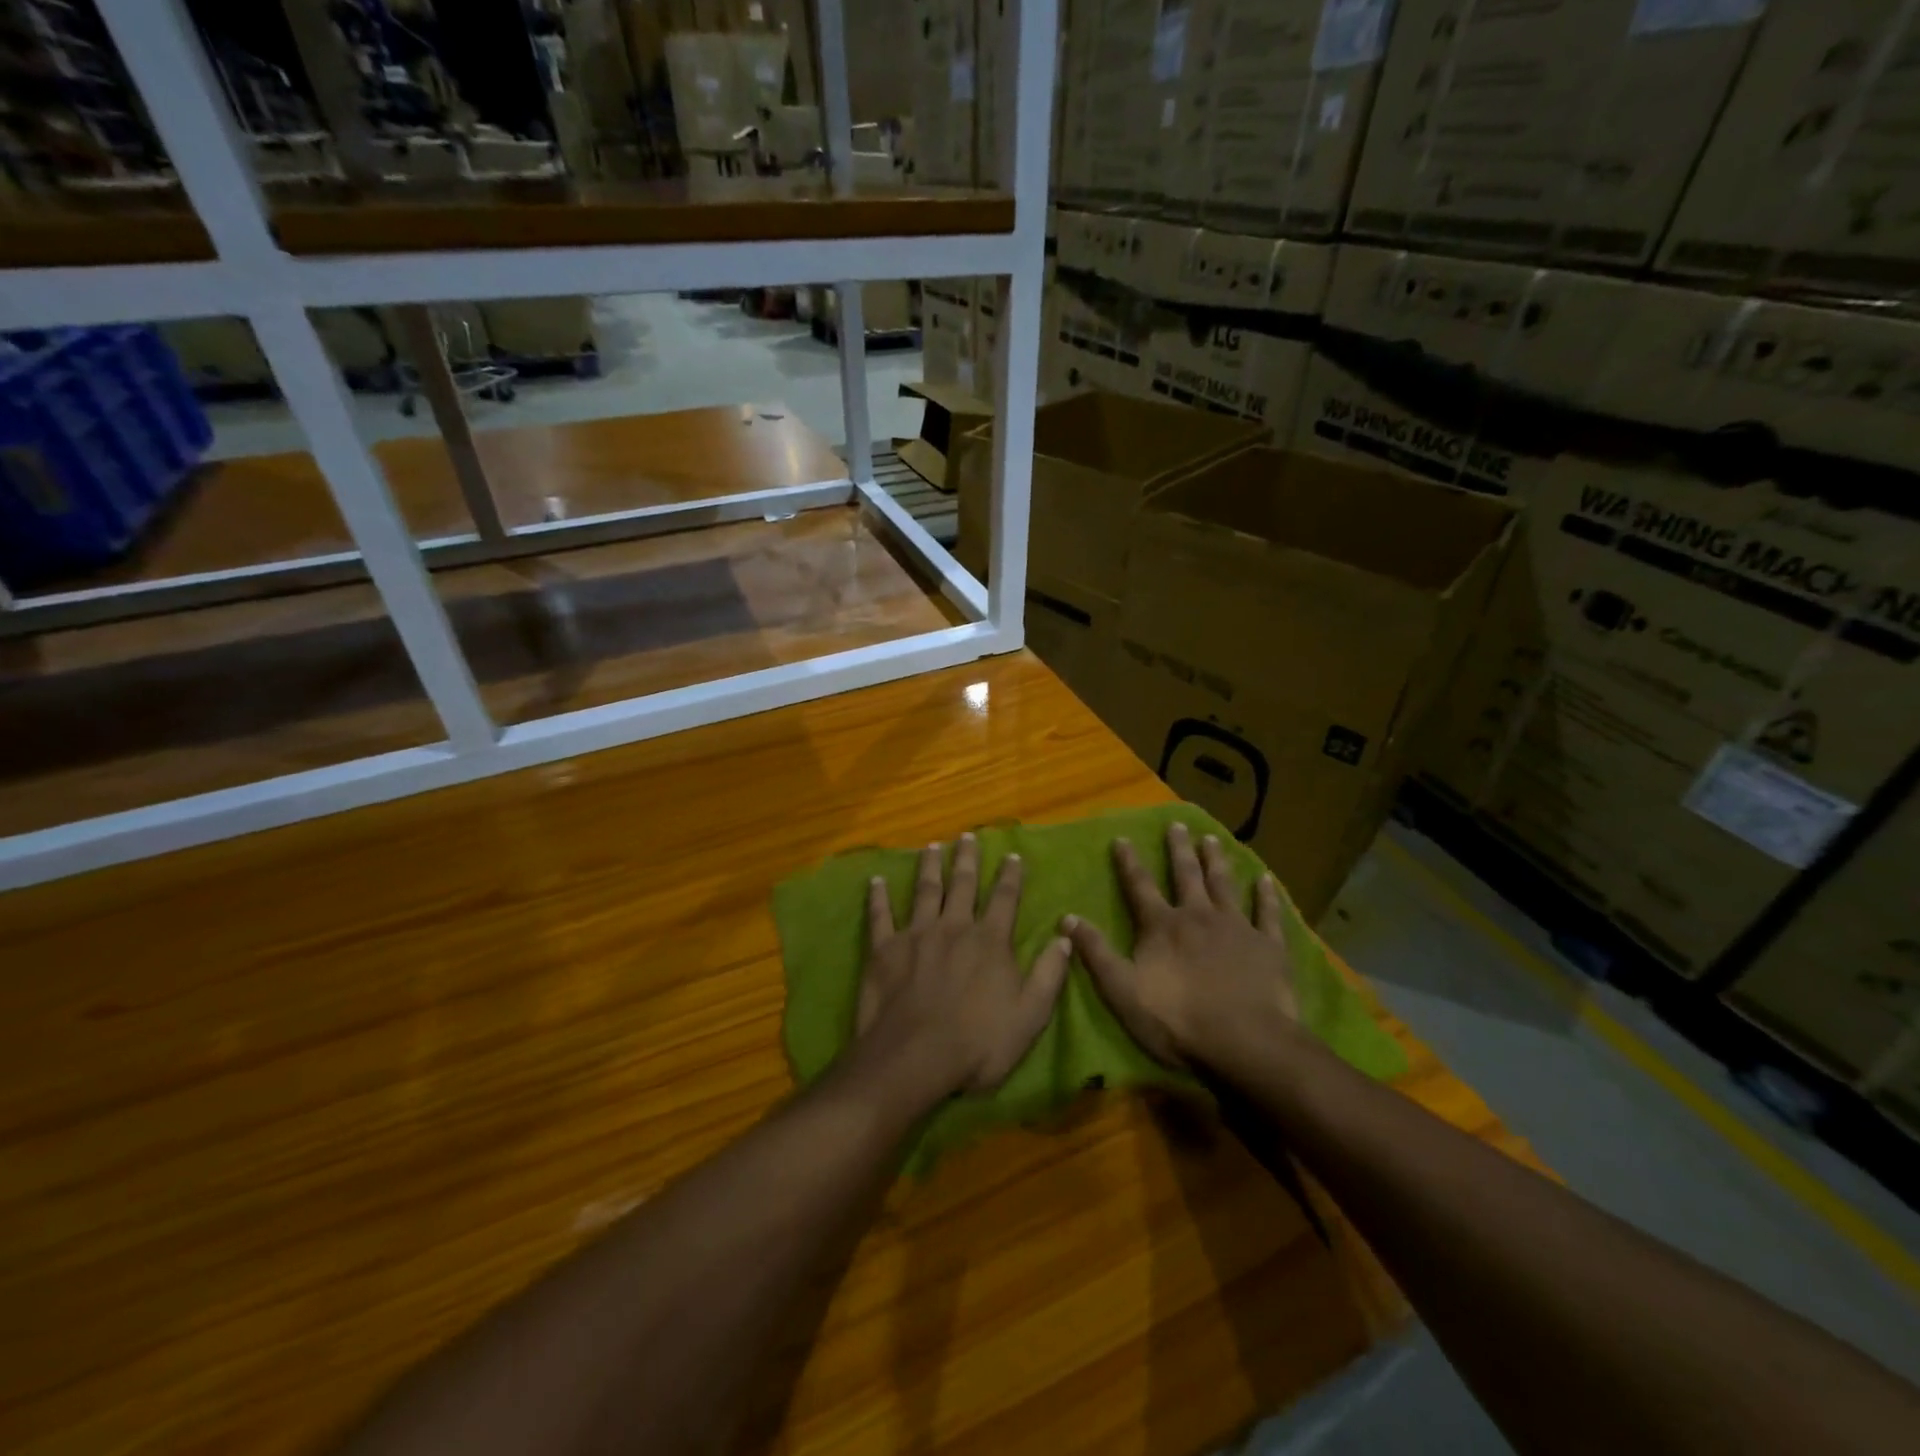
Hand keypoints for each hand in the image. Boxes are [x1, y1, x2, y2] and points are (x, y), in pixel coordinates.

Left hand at [857, 832, 1071, 1096]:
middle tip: (966, 836)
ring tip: (931, 847)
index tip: (1013, 855)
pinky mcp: (885, 949)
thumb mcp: (1030, 1016)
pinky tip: (876, 880)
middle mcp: (954, 928)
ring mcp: (917, 935)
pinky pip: (880, 915)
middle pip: (962, 884)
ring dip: (929, 867)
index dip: (1010, 876)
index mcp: (990, 942)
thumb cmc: (978, 1043)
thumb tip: (1065, 937)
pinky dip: (878, 897)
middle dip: (967, 859)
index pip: (1005, 899)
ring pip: (924, 891)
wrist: (915, 1058)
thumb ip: (1049, 974)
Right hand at [1063, 822, 1297, 1070]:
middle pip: (1186, 875)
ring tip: (1212, 839)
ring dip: (1217, 861)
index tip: (1122, 837)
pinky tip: (1266, 879)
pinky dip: (1266, 895)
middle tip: (1177, 824)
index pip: (1139, 886)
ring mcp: (1237, 928)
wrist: (1246, 1042)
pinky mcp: (1269, 946)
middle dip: (1179, 849)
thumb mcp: (1122, 990)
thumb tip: (1067, 918)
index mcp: (1162, 926)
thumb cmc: (1178, 1020)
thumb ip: (1096, 952)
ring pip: (1224, 885)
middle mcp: (1198, 916)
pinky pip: (1268, 914)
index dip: (1129, 862)